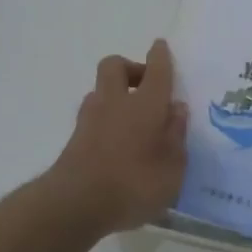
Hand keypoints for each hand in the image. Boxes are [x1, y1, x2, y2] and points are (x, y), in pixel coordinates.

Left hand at [47, 40, 188, 236]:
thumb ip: (177, 136)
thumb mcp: (173, 168)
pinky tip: (119, 143)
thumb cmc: (134, 184)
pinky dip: (106, 121)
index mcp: (146, 104)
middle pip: (115, 66)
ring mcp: (90, 119)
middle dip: (130, 68)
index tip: (160, 46)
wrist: (75, 205)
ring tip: (134, 120)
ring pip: (101, 91)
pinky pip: (94, 117)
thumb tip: (176, 110)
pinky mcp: (75, 140)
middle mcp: (116, 102)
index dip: (160, 56)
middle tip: (146, 87)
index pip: (156, 70)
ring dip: (116, 95)